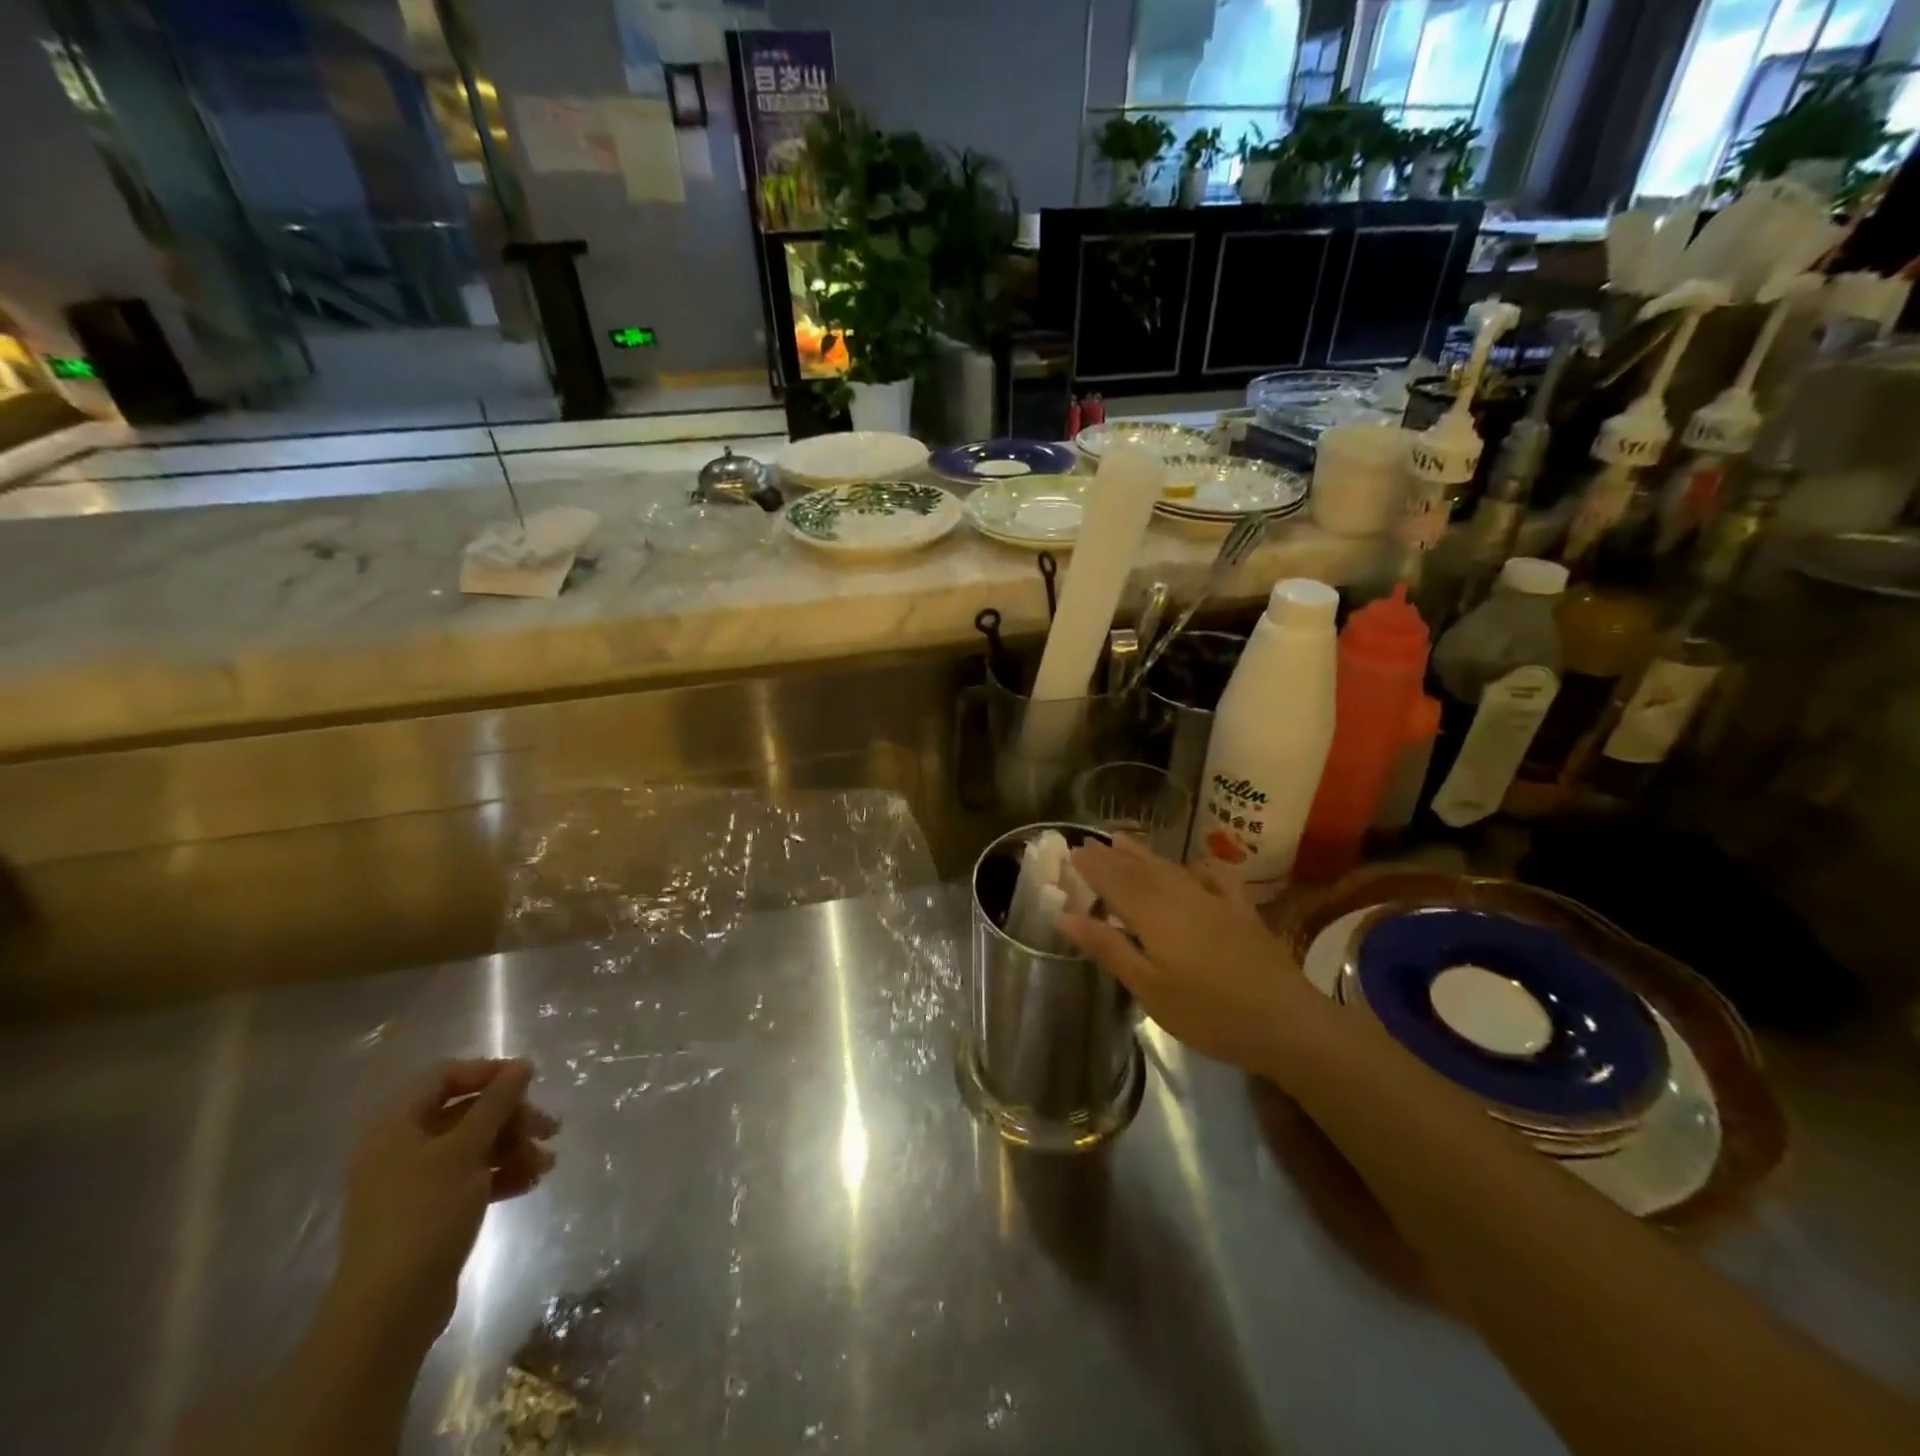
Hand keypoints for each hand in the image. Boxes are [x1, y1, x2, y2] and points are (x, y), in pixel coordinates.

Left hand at [335, 1058, 557, 1344]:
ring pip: (475, 1146)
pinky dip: (501, 1175)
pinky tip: (530, 1183)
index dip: (488, 1073)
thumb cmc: (425, 1215)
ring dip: (514, 1148)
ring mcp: (414, 1182)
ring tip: (546, 1164)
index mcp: (397, 1126)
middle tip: (549, 1129)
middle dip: (512, 1118)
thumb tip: (521, 1065)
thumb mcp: (467, 1150)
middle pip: (467, 1112)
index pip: (445, 1077)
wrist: (389, 1310)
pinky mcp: (429, 1212)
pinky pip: (471, 1177)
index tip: (528, 1082)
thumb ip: (496, 1103)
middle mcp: (402, 1148)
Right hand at [1057, 839, 1319, 1075]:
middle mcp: (1180, 895)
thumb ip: (1108, 947)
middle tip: (1088, 844)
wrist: (1285, 1022)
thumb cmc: (1208, 1012)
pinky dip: (1197, 867)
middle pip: (1139, 869)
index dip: (1092, 865)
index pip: (1114, 880)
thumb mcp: (1149, 988)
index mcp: (1153, 913)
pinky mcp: (1241, 910)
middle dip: (1111, 856)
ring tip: (1122, 840)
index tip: (1071, 851)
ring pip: (1171, 867)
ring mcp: (1214, 899)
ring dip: (1143, 853)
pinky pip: (1214, 877)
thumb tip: (1065, 914)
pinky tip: (1193, 865)